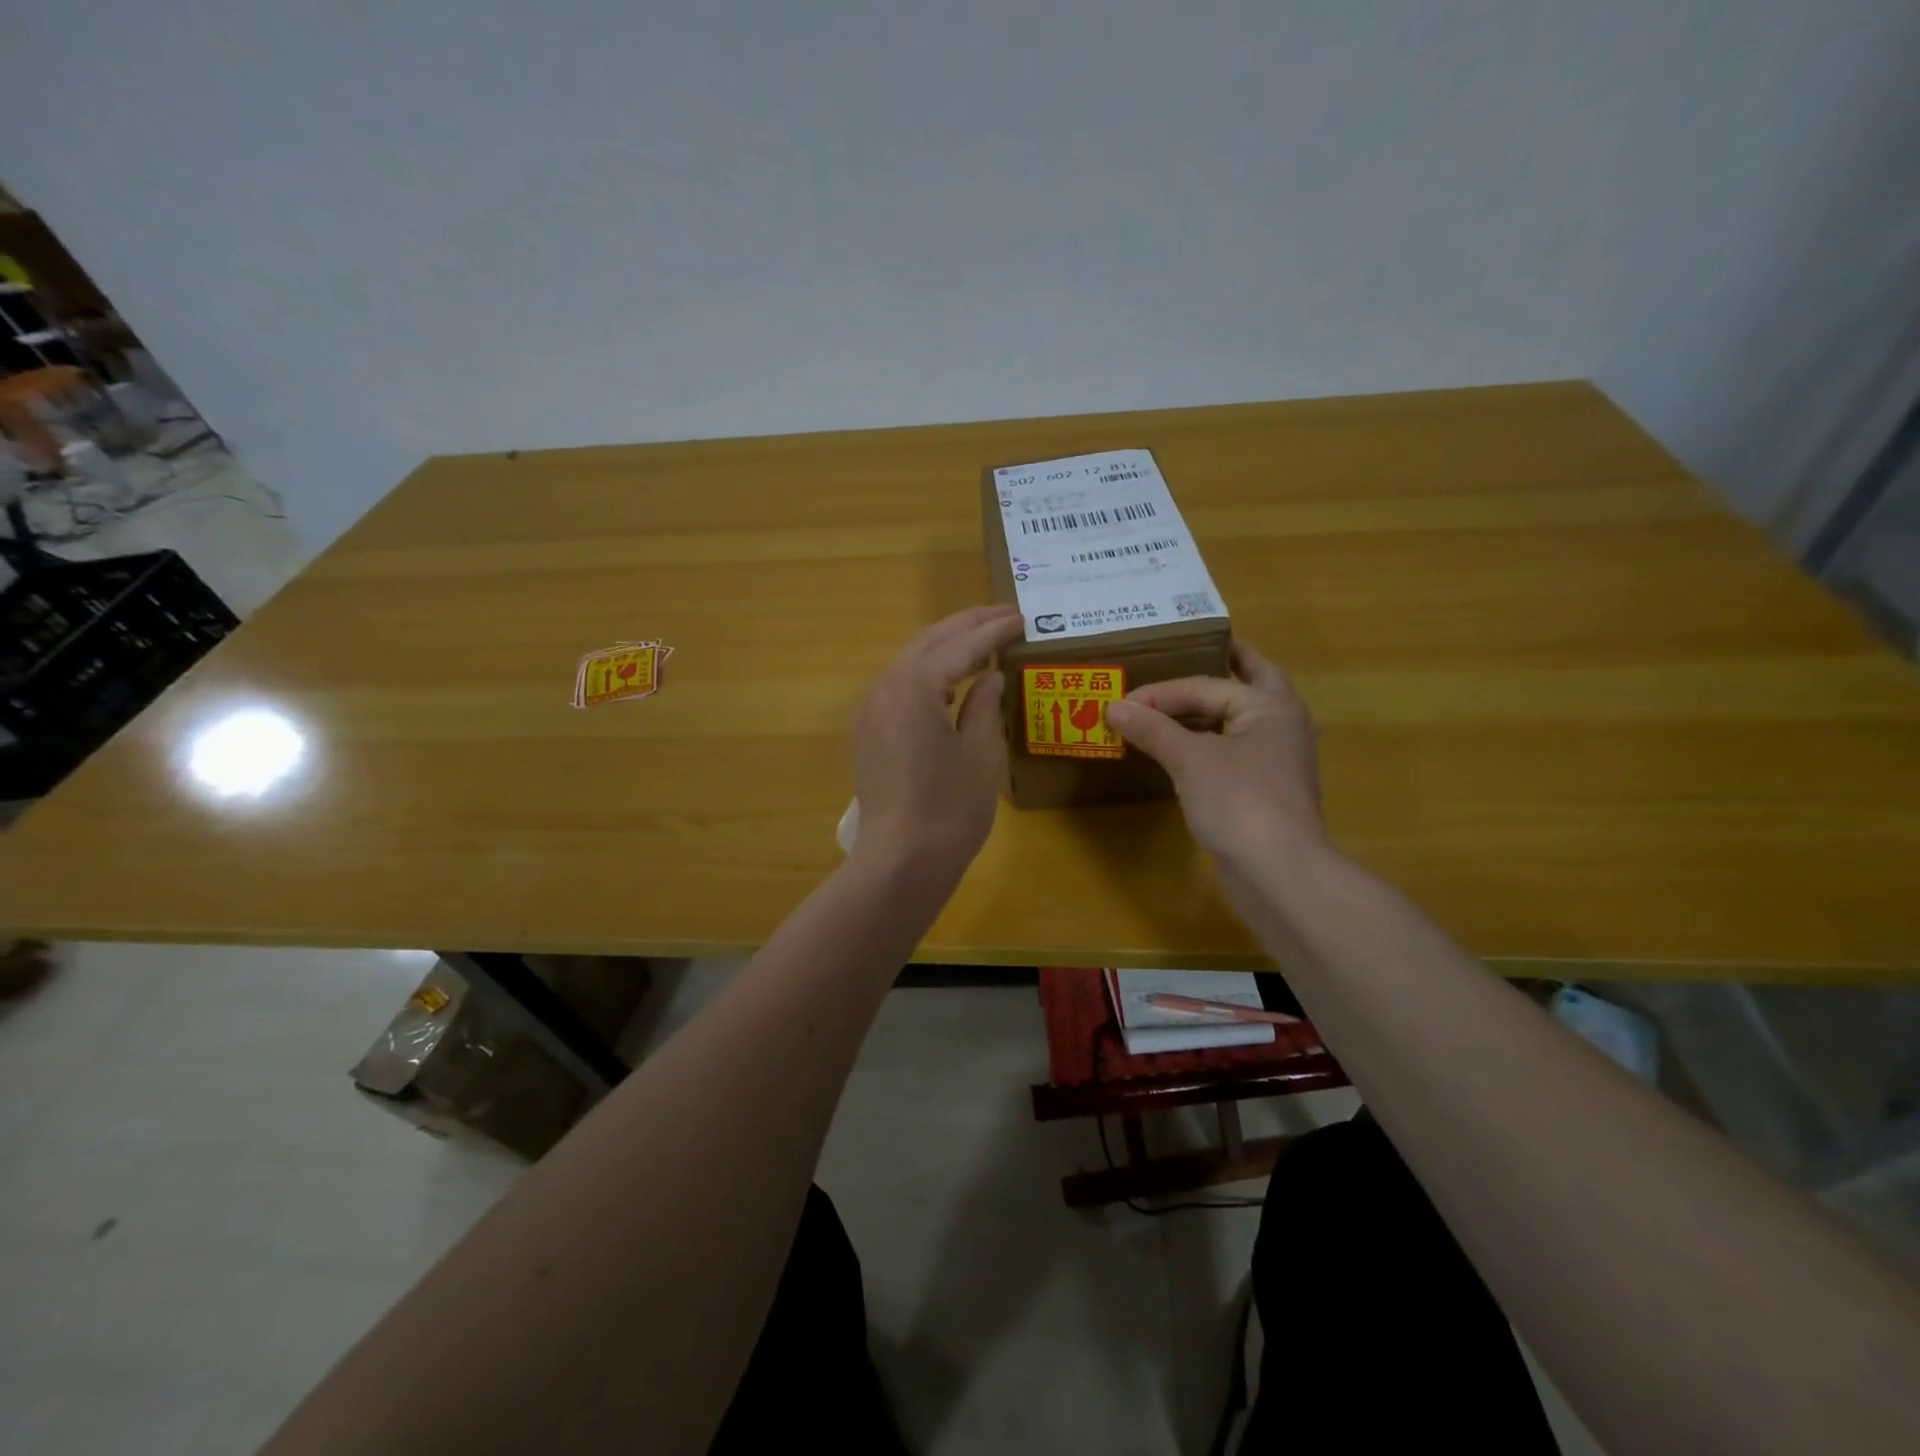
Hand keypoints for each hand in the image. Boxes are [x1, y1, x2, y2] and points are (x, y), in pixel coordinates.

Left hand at [850, 605, 1023, 880]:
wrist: (900, 861)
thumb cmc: (950, 811)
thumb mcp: (980, 754)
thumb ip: (984, 705)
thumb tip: (990, 676)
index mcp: (914, 688)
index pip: (959, 647)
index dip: (992, 631)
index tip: (1021, 617)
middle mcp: (885, 688)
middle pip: (928, 642)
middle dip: (966, 625)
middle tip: (1004, 614)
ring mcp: (871, 710)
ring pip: (910, 659)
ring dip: (945, 644)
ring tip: (981, 637)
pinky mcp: (869, 731)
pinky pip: (900, 684)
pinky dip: (927, 670)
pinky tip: (949, 675)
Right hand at [1105, 639, 1324, 869]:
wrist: (1278, 872)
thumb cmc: (1238, 801)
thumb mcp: (1190, 759)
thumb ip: (1152, 729)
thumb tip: (1114, 707)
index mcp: (1271, 705)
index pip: (1206, 685)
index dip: (1162, 691)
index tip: (1123, 702)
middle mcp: (1281, 724)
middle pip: (1249, 682)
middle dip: (1224, 665)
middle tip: (1193, 648)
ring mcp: (1277, 759)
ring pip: (1239, 719)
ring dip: (1208, 708)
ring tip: (1173, 701)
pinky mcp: (1265, 789)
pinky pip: (1233, 750)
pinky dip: (1208, 740)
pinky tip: (1182, 749)